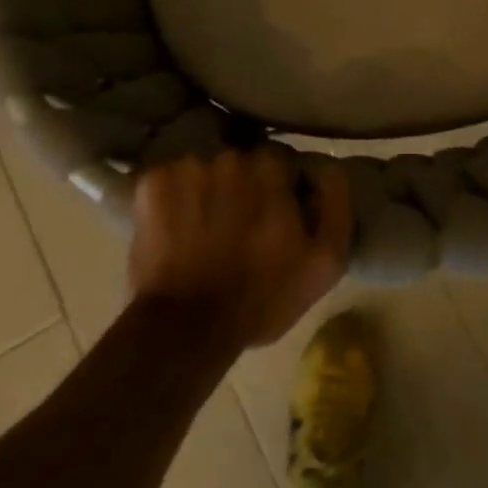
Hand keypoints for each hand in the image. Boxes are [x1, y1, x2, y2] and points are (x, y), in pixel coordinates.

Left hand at [129, 149, 351, 349]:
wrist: (186, 330)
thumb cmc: (262, 296)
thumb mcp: (326, 261)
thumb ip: (336, 203)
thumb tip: (328, 166)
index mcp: (271, 168)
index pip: (280, 161)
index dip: (280, 189)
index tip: (275, 217)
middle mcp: (229, 157)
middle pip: (241, 164)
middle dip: (243, 189)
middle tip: (239, 228)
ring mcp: (185, 168)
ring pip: (205, 172)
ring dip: (208, 194)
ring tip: (205, 234)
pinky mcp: (150, 185)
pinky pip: (169, 181)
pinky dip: (173, 201)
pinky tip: (177, 231)